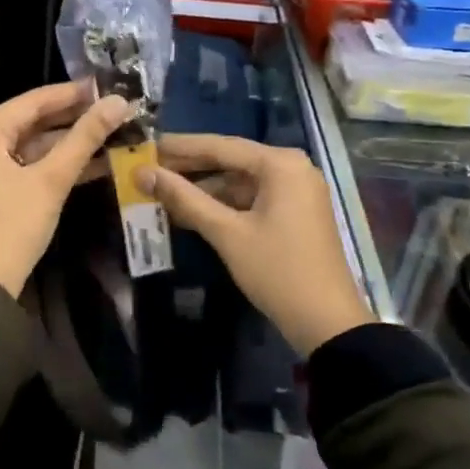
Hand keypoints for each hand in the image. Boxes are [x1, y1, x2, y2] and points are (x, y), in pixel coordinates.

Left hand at [0, 81, 132, 297]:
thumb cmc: (13, 225)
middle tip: (116, 108)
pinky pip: (33, 164)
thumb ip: (84, 139)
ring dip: (72, 142)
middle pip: (34, 121)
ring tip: (114, 131)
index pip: (33, 101)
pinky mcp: (0, 187)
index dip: (72, 93)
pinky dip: (60, 164)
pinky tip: (98, 160)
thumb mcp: (51, 179)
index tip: (107, 85)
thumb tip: (118, 102)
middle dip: (75, 118)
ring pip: (36, 144)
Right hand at [140, 134, 371, 356]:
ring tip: (162, 192)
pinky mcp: (294, 212)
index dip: (179, 147)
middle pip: (230, 160)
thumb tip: (143, 174)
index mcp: (280, 164)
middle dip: (189, 168)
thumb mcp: (226, 233)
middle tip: (148, 169)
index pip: (220, 146)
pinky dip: (222, 204)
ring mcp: (296, 190)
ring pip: (239, 181)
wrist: (327, 322)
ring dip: (203, 189)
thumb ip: (184, 198)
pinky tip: (191, 211)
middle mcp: (292, 168)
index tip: (145, 146)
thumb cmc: (277, 270)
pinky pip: (251, 197)